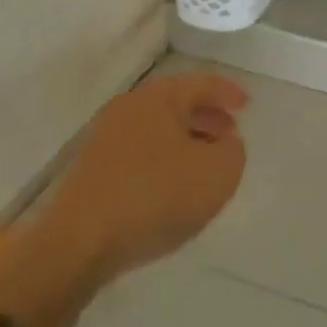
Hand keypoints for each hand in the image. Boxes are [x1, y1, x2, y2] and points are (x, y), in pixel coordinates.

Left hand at [40, 72, 247, 286]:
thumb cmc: (155, 196)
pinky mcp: (94, 169)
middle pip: (177, 103)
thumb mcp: (217, 173)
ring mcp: (106, 137)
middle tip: (230, 134)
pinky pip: (140, 152)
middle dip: (207, 117)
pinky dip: (164, 159)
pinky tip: (174, 187)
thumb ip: (233, 152)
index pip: (202, 83)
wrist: (79, 242)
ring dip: (186, 140)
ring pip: (158, 129)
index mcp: (159, 97)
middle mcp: (129, 107)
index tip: (247, 105)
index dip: (228, 92)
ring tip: (206, 164)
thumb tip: (225, 143)